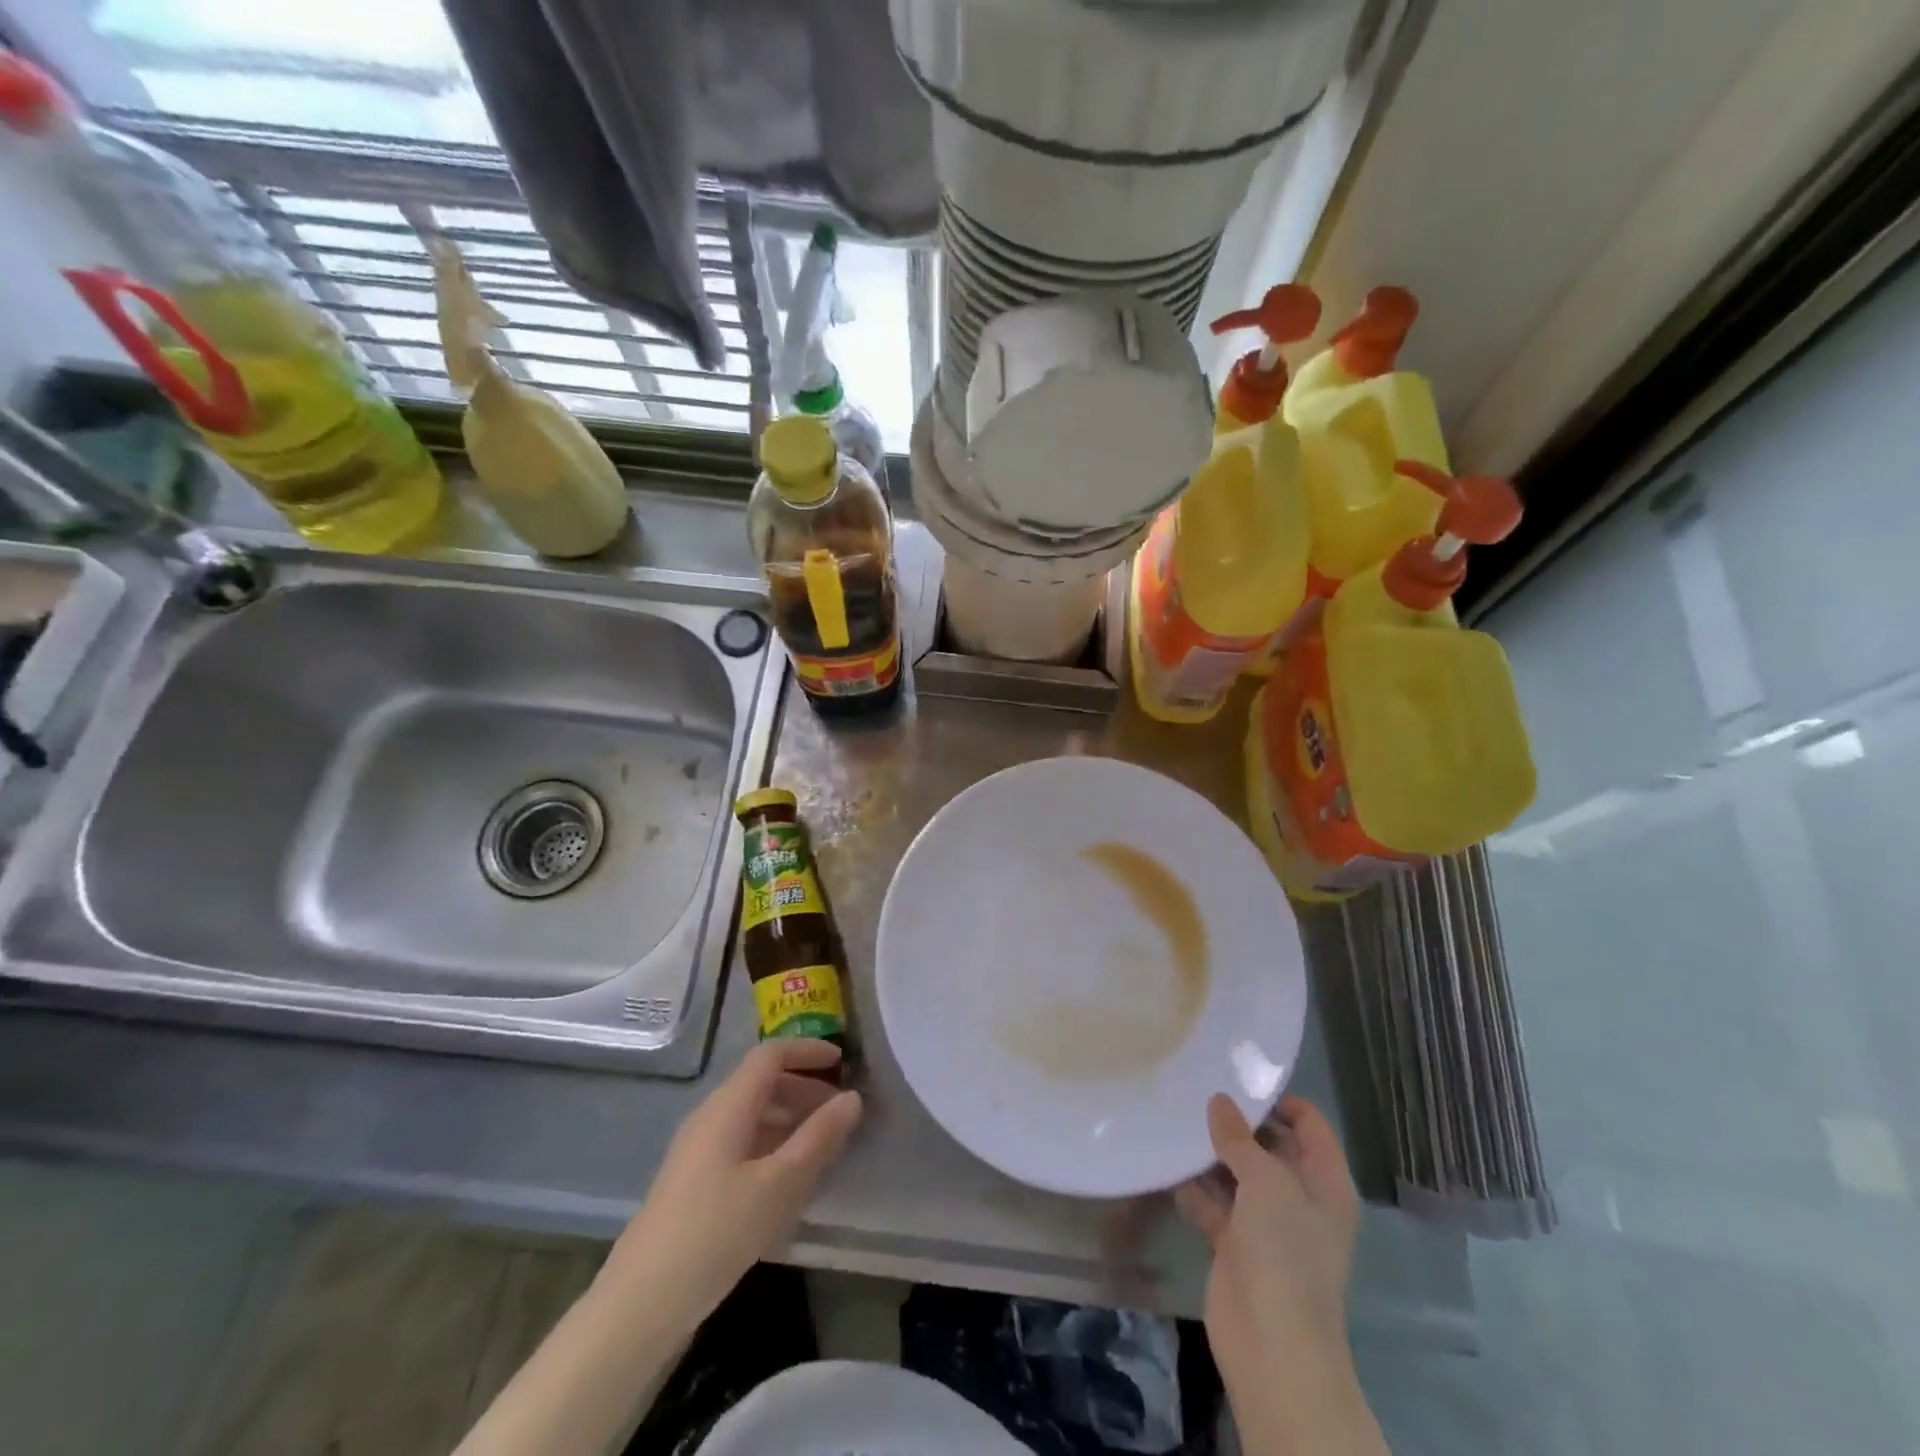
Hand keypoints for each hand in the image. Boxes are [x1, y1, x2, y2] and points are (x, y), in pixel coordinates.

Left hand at [601, 1038, 862, 1327]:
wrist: (641, 1304)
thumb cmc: (717, 1232)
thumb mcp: (780, 1184)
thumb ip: (819, 1137)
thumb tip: (852, 1098)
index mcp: (728, 1106)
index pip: (771, 1055)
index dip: (807, 1051)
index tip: (843, 1063)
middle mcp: (710, 1117)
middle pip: (761, 1083)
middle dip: (804, 1089)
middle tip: (841, 1112)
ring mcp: (698, 1151)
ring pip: (752, 1115)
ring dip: (790, 1119)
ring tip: (824, 1146)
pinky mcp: (694, 1183)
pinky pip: (742, 1143)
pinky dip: (773, 1145)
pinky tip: (790, 1180)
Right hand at [1176, 1095, 1383, 1455]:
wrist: (1272, 1346)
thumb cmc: (1285, 1254)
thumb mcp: (1267, 1183)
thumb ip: (1240, 1138)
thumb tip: (1219, 1102)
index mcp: (1324, 1183)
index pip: (1309, 1125)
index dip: (1279, 1100)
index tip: (1237, 1079)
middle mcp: (1298, 1198)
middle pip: (1269, 1146)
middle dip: (1236, 1123)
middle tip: (1195, 1090)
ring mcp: (1266, 1224)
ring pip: (1236, 1174)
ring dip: (1209, 1153)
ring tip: (1173, 1117)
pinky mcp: (1234, 1244)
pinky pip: (1212, 1203)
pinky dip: (1192, 1186)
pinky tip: (1164, 1161)